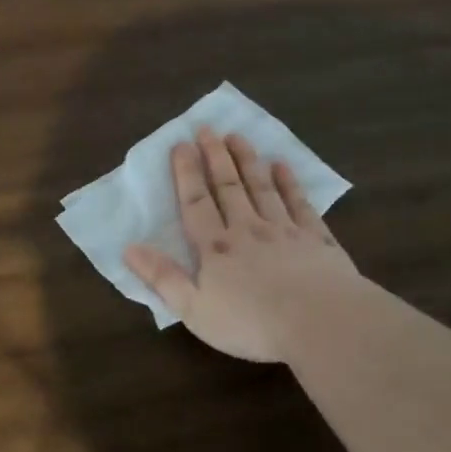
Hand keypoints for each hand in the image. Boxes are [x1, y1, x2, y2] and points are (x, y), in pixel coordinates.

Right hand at [124, 128, 362, 362]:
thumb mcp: (195, 310)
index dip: (186, 173)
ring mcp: (285, 230)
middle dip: (215, 156)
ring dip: (248, 161)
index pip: (196, 203)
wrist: (320, 323)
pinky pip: (299, 203)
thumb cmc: (251, 323)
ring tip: (238, 137)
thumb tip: (129, 248)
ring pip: (262, 188)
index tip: (181, 144)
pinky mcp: (317, 239)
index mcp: (216, 248)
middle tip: (208, 128)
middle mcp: (248, 229)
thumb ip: (163, 278)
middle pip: (229, 186)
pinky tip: (283, 166)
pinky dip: (289, 183)